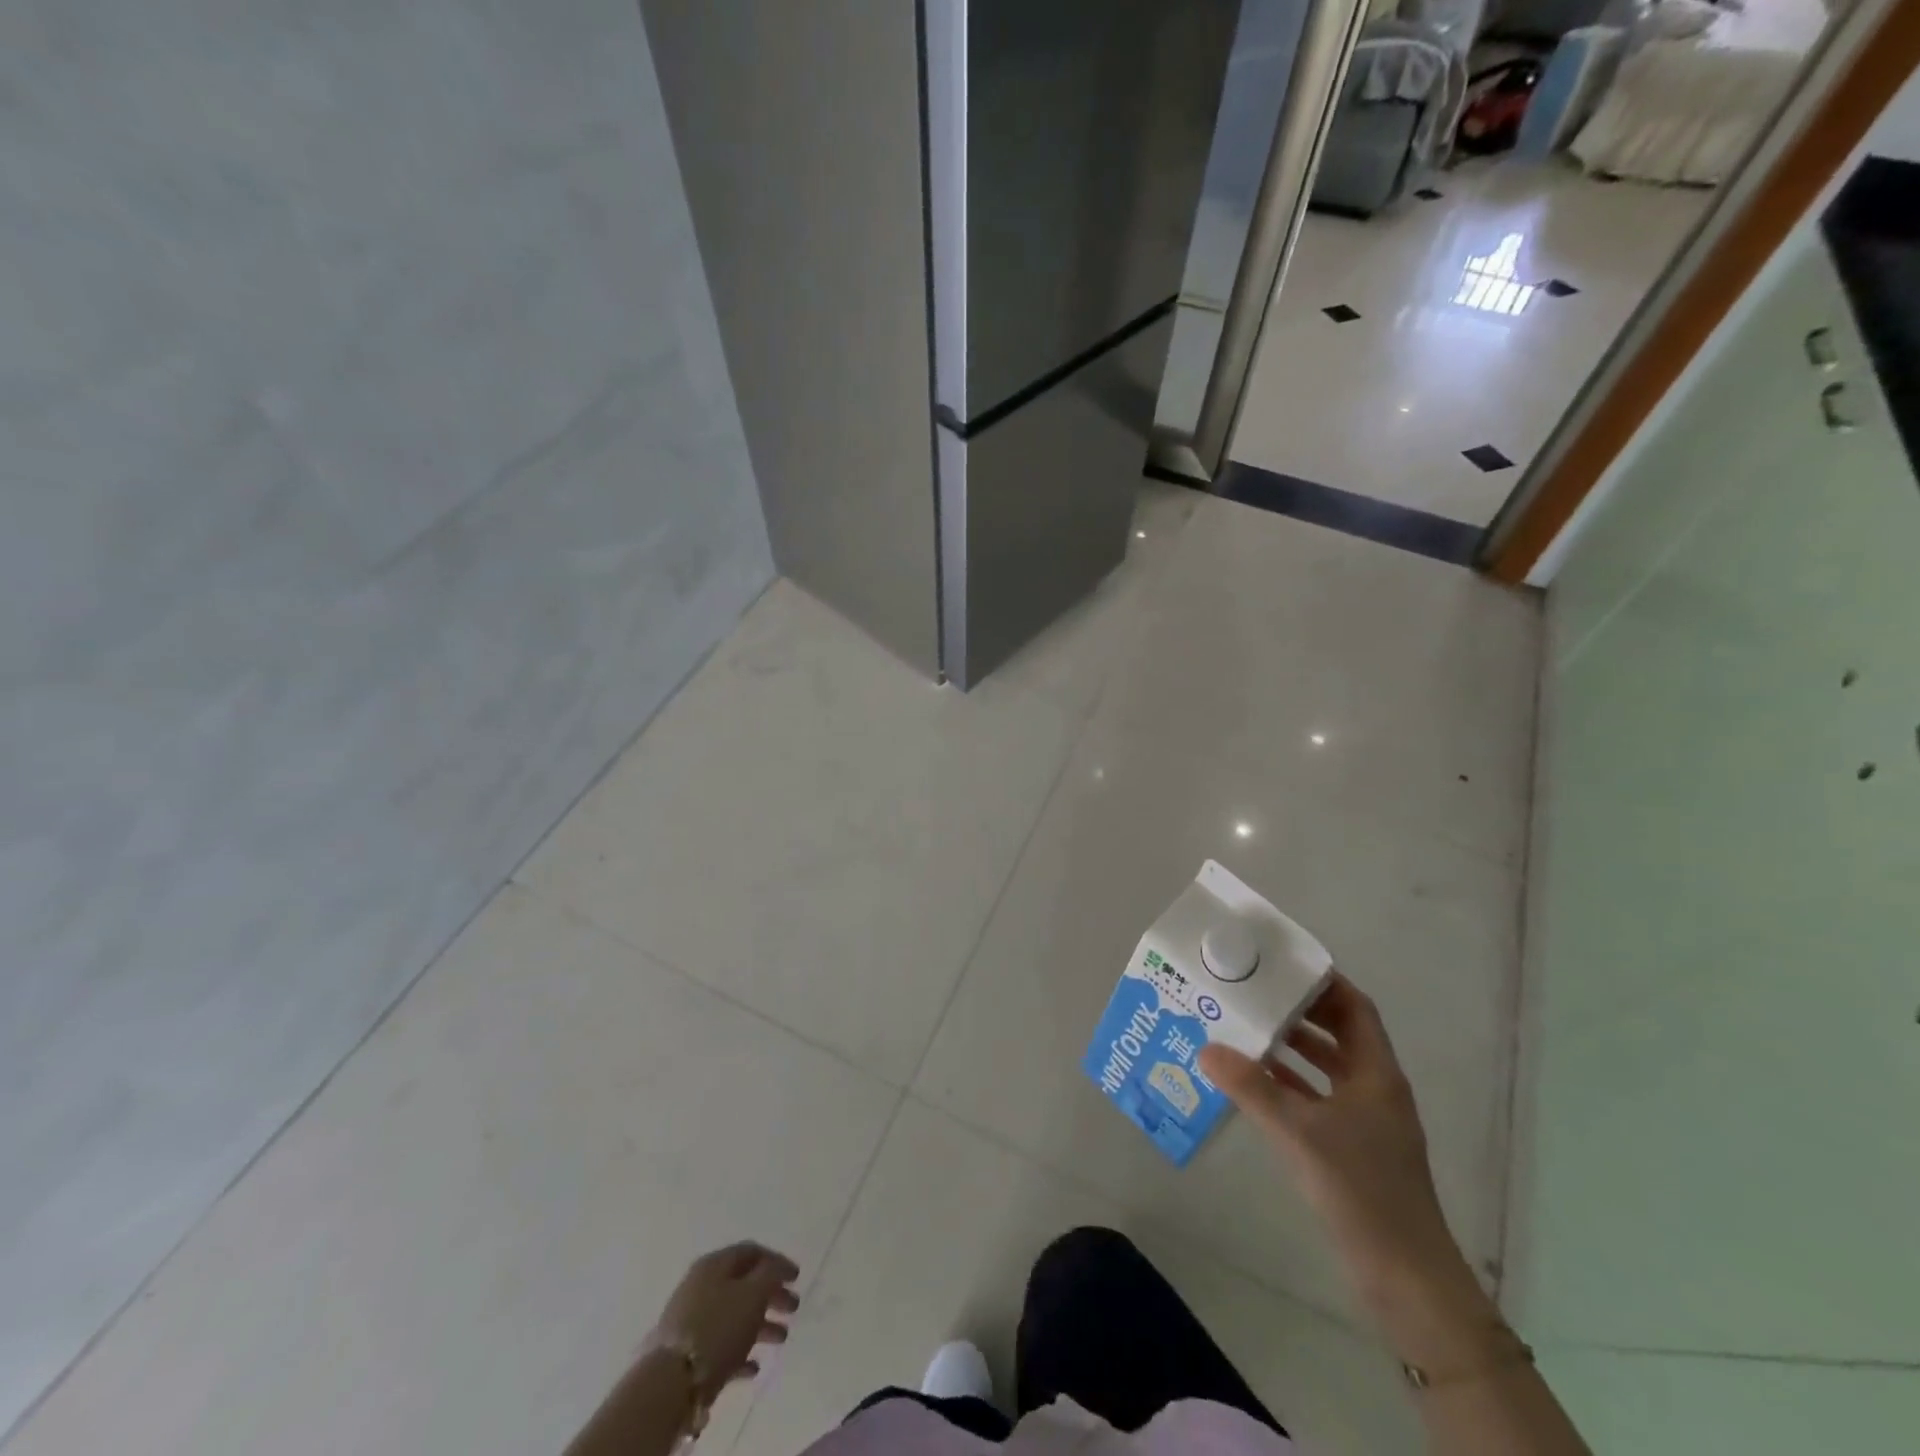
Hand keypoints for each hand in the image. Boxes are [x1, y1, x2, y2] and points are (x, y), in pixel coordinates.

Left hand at [647, 1242, 799, 1398]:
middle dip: (772, 1295)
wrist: (671, 1382)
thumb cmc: (718, 1327)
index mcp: (715, 1264)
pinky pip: (720, 1345)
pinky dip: (740, 1351)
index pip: (751, 1252)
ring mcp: (692, 1320)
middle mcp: (701, 1285)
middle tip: (794, 1307)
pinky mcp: (688, 1353)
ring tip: (782, 1338)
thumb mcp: (753, 1293)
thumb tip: (776, 1267)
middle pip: (744, 1284)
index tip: (797, 1277)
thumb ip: (771, 1274)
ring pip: (734, 1315)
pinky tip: (754, 1367)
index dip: (777, 1261)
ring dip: (761, 1324)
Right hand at [1198, 974, 1469, 1313]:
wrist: (1405, 1278)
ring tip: (1246, 1028)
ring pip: (1327, 1067)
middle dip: (1300, 1011)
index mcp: (1377, 1074)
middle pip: (1339, 1034)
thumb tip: (1206, 1048)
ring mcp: (1366, 1121)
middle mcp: (1375, 1089)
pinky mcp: (1353, 1148)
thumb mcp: (1299, 1133)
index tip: (1282, 964)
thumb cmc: (1361, 1190)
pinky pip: (1318, 1098)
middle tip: (1254, 991)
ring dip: (1292, 1048)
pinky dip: (1290, 1084)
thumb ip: (1252, 1088)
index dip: (1324, 983)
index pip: (1355, 1009)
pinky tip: (1255, 1082)